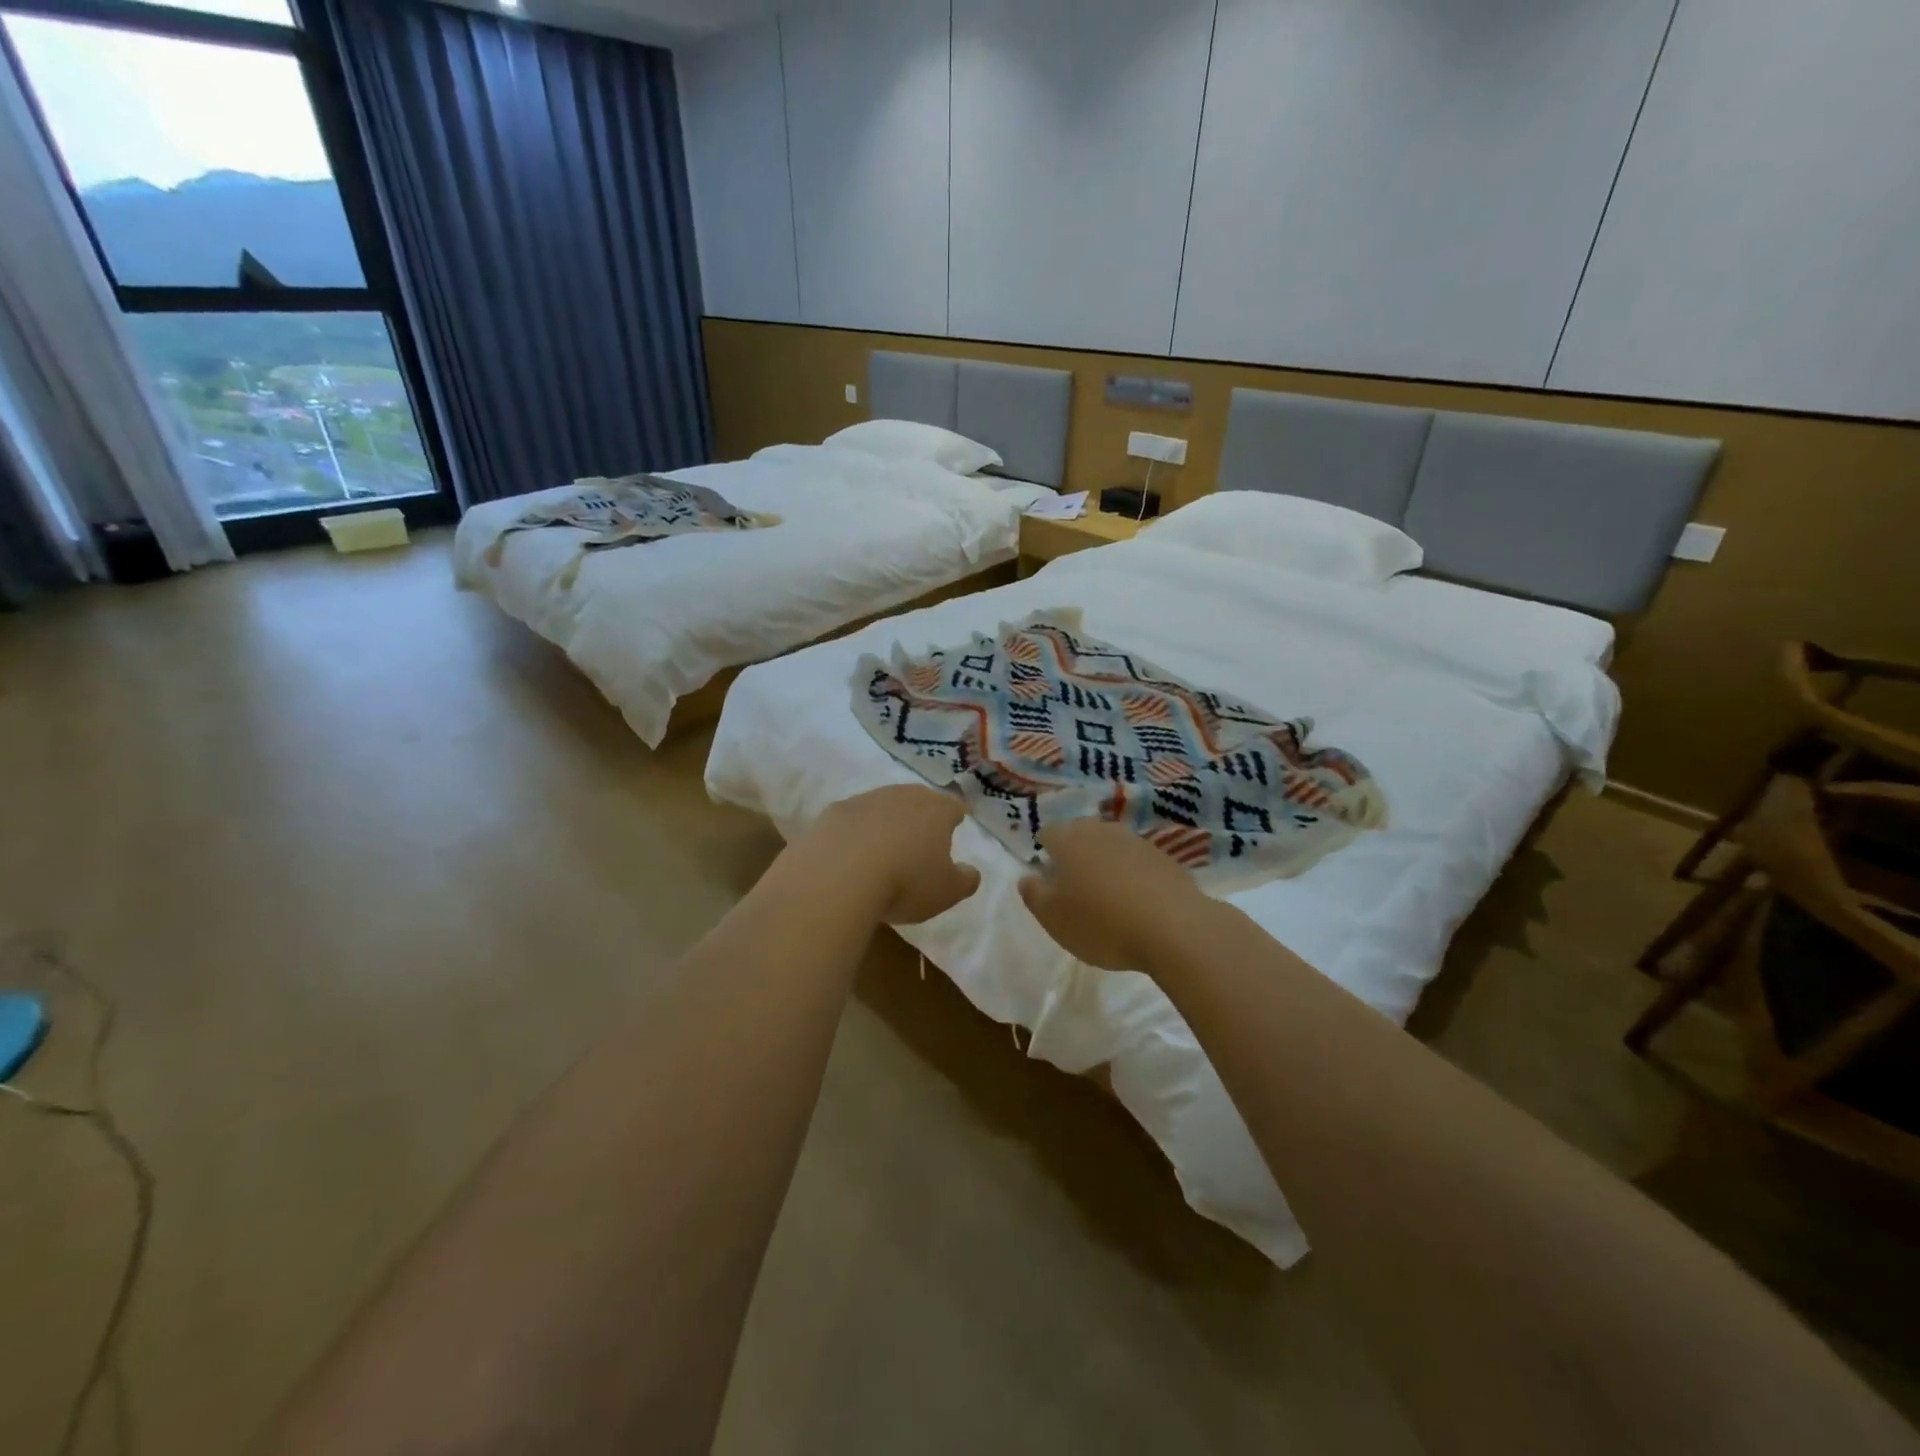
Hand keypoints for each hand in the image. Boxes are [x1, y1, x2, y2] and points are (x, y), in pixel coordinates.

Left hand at [810, 785, 981, 925]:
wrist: (837, 877)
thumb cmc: (905, 882)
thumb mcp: (947, 892)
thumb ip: (965, 880)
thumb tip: (971, 871)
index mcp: (936, 809)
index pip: (954, 807)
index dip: (956, 816)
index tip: (957, 824)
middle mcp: (902, 795)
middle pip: (917, 800)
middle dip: (920, 816)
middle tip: (920, 838)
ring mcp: (864, 800)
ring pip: (881, 807)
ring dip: (885, 823)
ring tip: (882, 850)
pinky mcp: (831, 812)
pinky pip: (850, 821)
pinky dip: (853, 834)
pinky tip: (849, 856)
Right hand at [1018, 817, 1204, 970]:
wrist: (1174, 928)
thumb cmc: (1102, 923)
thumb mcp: (1054, 918)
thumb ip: (1034, 894)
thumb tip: (1028, 876)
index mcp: (1069, 840)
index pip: (1048, 832)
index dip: (1044, 849)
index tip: (1046, 872)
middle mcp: (1101, 831)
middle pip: (1081, 831)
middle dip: (1074, 849)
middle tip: (1072, 878)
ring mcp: (1136, 841)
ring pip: (1111, 842)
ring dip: (1104, 859)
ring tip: (1104, 887)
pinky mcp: (1164, 857)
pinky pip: (1137, 858)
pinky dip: (1131, 871)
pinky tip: (1134, 895)